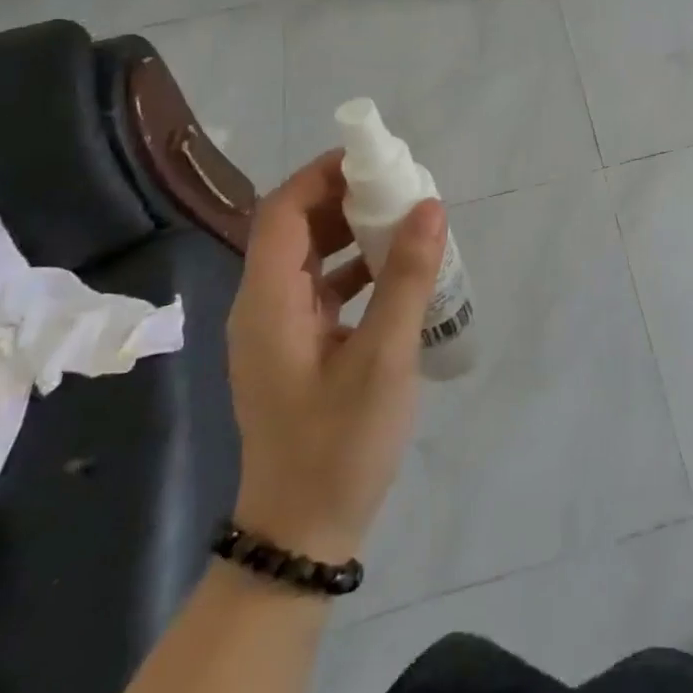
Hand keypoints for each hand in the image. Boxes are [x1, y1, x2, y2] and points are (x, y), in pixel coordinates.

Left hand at [226, 150, 445, 562]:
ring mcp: (278, 330)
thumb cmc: (339, 444)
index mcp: (268, 302)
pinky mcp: (297, 349)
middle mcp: (263, 306)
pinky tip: (398, 274)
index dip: (322, 174)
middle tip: (401, 188)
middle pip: (296, 228)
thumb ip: (405, 279)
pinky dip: (357, 269)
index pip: (283, 211)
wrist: (301, 534)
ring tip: (406, 222)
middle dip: (346, 198)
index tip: (374, 158)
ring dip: (353, 232)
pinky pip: (323, 289)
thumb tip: (429, 206)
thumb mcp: (383, 358)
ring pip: (311, 257)